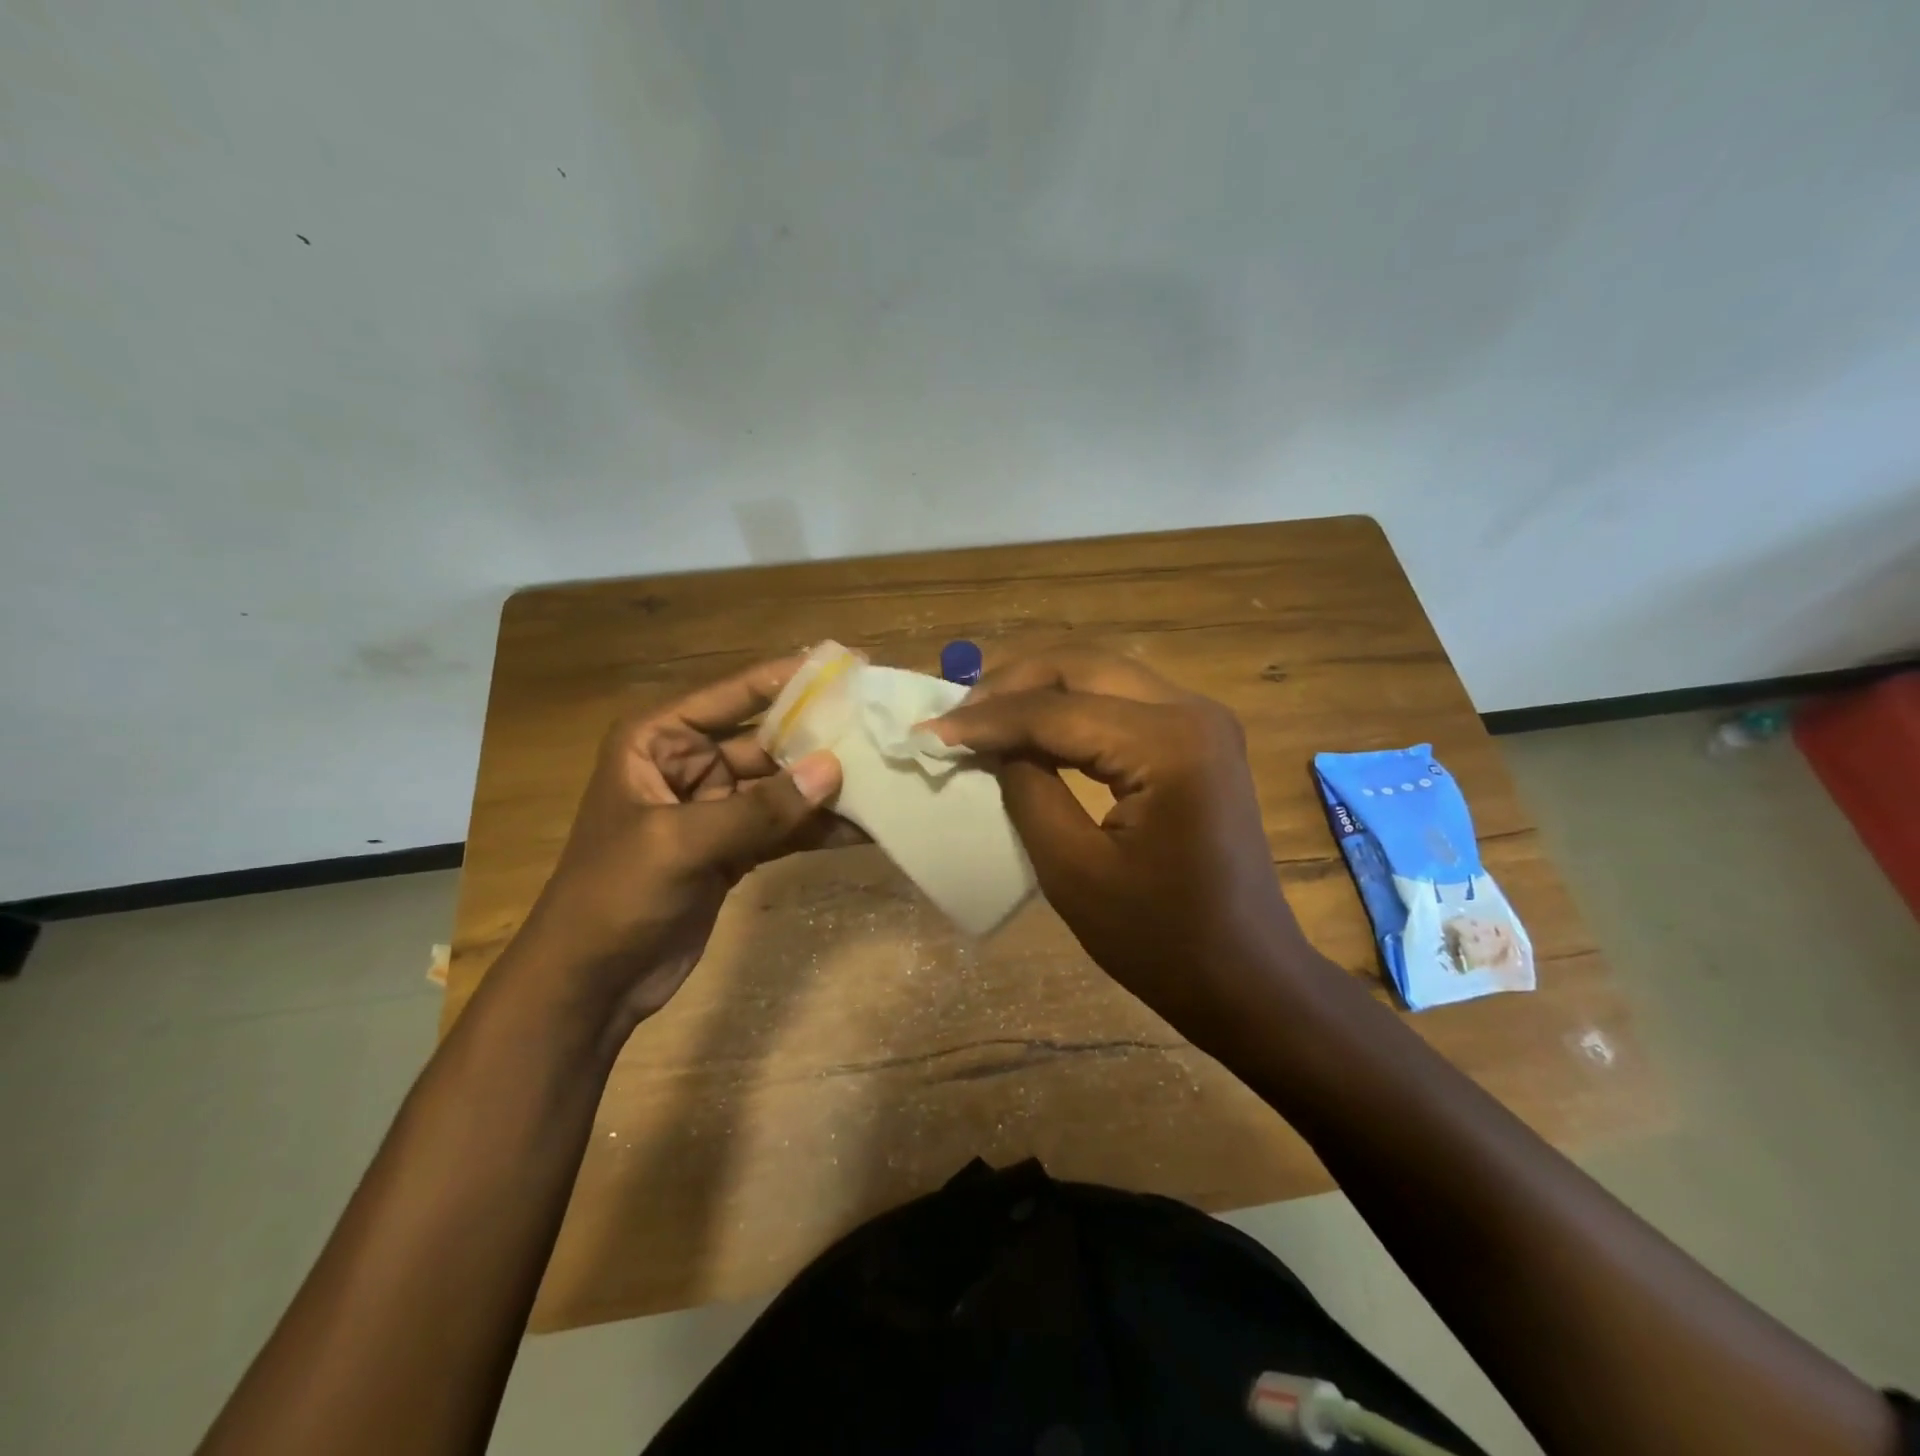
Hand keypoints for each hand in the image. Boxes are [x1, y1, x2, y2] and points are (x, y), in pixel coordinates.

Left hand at [514, 658, 855, 1029]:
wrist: (590, 983)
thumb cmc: (614, 896)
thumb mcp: (681, 844)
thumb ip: (759, 808)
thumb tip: (833, 769)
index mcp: (659, 740)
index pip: (734, 694)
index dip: (791, 678)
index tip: (851, 664)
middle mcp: (690, 762)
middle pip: (768, 739)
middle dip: (821, 737)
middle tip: (883, 727)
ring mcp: (715, 807)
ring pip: (782, 786)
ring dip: (827, 787)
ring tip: (887, 777)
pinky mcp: (733, 847)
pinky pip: (785, 827)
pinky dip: (819, 828)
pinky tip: (866, 827)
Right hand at [926, 649, 1313, 1045]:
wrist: (1246, 977)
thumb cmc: (1161, 940)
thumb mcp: (1073, 870)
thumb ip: (1027, 790)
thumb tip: (993, 742)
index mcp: (1169, 743)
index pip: (1056, 710)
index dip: (987, 720)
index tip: (928, 731)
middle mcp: (1192, 711)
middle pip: (1082, 667)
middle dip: (1011, 686)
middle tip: (956, 718)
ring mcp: (1202, 721)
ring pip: (1101, 675)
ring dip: (1038, 691)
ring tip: (983, 720)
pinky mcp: (1198, 738)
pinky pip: (1121, 702)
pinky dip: (1071, 709)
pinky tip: (1034, 731)